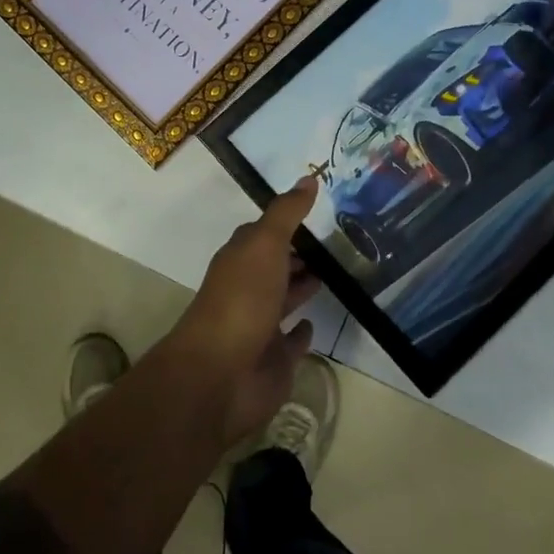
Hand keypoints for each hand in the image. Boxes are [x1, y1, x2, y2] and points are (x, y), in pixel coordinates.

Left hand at [165, 178, 323, 446]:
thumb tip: (308, 178)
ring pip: (284, 300)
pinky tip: (314, 323)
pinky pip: (290, 342)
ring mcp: (260, 326)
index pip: (264, 235)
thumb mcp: (265, 245)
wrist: (219, 375)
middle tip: (334, 243)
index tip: (317, 213)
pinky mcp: (274, 361)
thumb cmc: (241, 301)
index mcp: (241, 260)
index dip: (286, 223)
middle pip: (274, 266)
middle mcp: (248, 289)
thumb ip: (287, 214)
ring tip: (334, 274)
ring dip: (301, 288)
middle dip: (297, 255)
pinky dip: (300, 333)